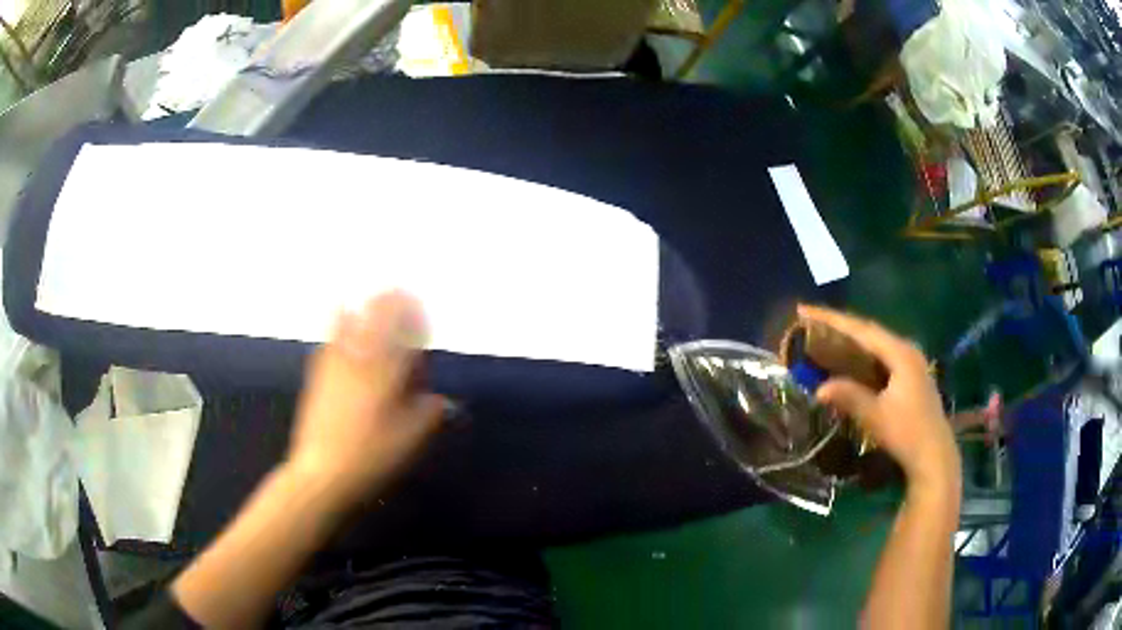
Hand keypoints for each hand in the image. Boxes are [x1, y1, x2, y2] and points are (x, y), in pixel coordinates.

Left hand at [287, 291, 445, 508]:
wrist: (323, 472)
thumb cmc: (372, 456)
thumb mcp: (410, 439)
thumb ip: (429, 413)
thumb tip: (441, 401)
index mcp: (385, 371)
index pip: (403, 329)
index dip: (413, 313)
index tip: (420, 308)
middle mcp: (360, 358)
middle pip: (374, 316)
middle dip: (389, 301)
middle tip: (397, 296)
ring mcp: (334, 365)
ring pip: (348, 321)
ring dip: (363, 307)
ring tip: (370, 299)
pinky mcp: (317, 376)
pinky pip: (329, 339)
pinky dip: (337, 322)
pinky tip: (339, 321)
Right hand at [797, 305, 959, 491]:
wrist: (935, 456)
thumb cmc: (907, 433)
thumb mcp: (876, 416)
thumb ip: (849, 397)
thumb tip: (819, 388)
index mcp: (900, 353)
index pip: (861, 329)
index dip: (831, 320)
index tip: (805, 310)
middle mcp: (907, 350)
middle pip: (869, 332)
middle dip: (840, 326)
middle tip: (811, 321)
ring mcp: (912, 363)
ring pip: (876, 344)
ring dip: (851, 339)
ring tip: (826, 335)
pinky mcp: (911, 376)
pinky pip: (882, 356)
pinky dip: (862, 354)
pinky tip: (851, 359)